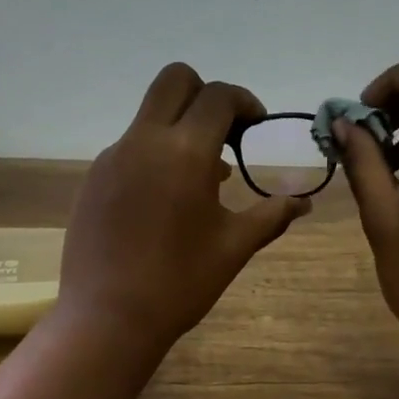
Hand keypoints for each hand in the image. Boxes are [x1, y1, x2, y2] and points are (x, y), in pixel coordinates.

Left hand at [58, 63, 310, 354]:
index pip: (218, 96)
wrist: (108, 318)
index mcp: (185, 152)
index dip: (244, 102)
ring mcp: (112, 158)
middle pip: (174, 81)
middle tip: (225, 134)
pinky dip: (155, 154)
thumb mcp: (234, 247)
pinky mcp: (94, 179)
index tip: (256, 126)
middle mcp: (144, 141)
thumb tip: (304, 203)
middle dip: (206, 94)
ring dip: (180, 127)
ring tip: (202, 178)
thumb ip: (271, 216)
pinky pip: (130, 146)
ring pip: (150, 115)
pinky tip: (166, 200)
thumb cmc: (180, 283)